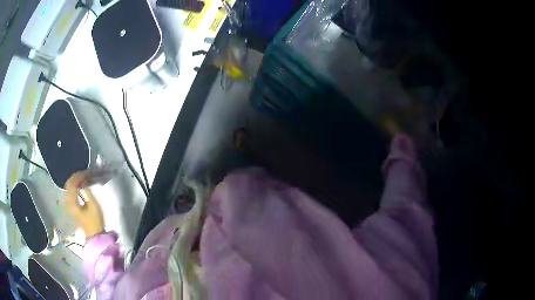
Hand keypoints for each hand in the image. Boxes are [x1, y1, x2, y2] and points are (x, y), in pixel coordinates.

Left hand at [65, 171, 104, 238]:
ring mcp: (69, 205)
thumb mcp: (93, 205)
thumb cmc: (95, 221)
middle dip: (76, 177)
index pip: (72, 183)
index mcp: (72, 202)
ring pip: (68, 187)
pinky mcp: (71, 206)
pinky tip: (80, 186)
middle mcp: (68, 202)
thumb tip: (84, 181)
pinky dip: (74, 186)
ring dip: (75, 181)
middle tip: (85, 173)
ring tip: (83, 178)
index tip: (87, 172)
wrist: (95, 235)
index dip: (79, 176)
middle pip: (68, 184)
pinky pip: (70, 192)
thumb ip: (87, 191)